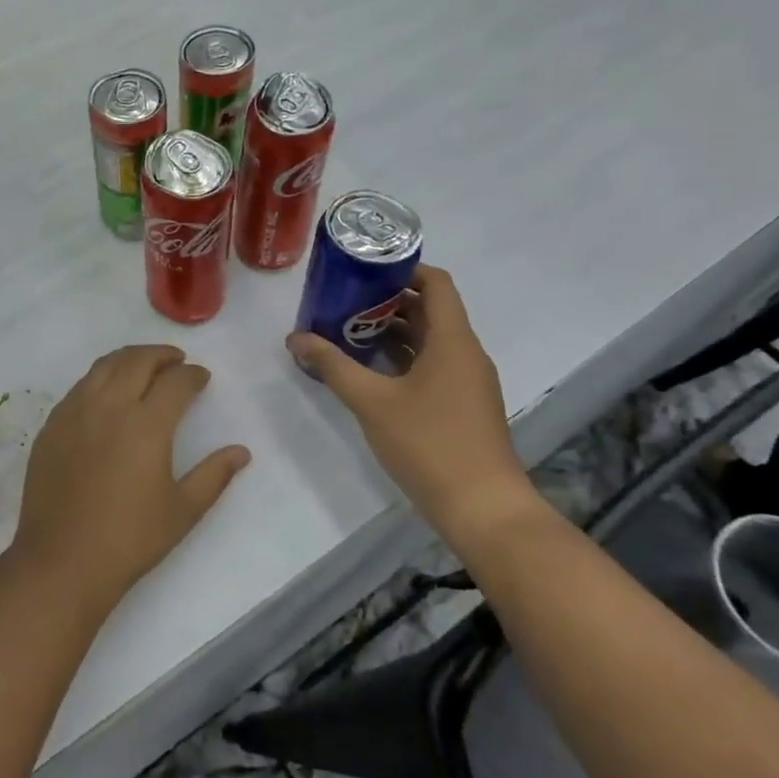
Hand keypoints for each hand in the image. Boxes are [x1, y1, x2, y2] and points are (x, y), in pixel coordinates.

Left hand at [11, 345, 250, 609]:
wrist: (62, 561)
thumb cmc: (130, 539)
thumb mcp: (183, 510)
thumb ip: (214, 475)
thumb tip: (241, 451)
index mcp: (146, 424)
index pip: (175, 382)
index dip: (193, 375)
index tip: (201, 378)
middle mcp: (109, 406)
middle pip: (137, 361)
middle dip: (161, 355)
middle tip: (176, 361)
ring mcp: (74, 413)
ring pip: (103, 366)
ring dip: (128, 359)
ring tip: (143, 367)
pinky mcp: (51, 426)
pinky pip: (79, 388)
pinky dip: (100, 379)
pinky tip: (107, 395)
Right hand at [286, 266, 533, 532]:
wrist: (482, 508)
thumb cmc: (429, 444)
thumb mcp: (372, 402)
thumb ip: (333, 366)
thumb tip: (296, 337)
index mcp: (453, 340)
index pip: (436, 283)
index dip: (403, 270)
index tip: (363, 271)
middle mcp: (465, 353)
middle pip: (430, 310)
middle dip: (387, 302)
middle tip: (343, 302)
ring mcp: (467, 381)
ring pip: (430, 341)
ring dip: (392, 332)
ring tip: (347, 332)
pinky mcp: (463, 406)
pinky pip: (433, 366)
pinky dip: (403, 359)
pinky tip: (369, 372)